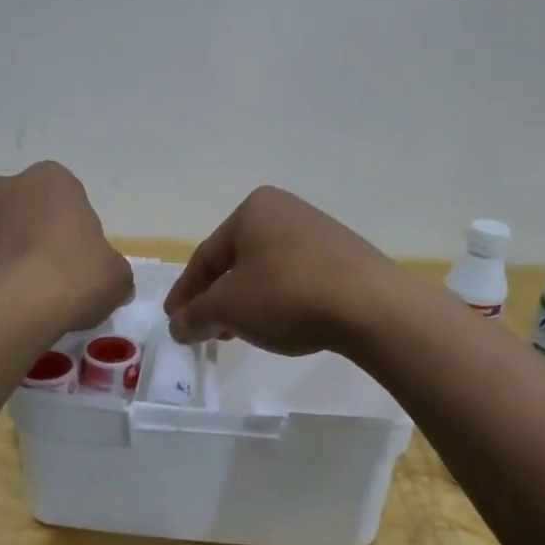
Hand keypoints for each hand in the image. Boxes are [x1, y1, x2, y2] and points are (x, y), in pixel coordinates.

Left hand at [0, 162, 131, 331]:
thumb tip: (109, 280)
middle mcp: (2, 187)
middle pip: (23, 210)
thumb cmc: (72, 278)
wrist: (6, 309)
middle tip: (48, 277)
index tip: (78, 261)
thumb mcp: (116, 277)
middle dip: (32, 236)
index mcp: (51, 180)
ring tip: (18, 298)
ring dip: (2, 256)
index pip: (66, 197)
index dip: (73, 230)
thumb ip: (112, 270)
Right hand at [163, 187, 406, 355]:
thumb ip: (196, 315)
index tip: (174, 320)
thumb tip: (178, 326)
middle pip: (236, 261)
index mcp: (253, 210)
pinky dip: (277, 301)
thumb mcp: (230, 308)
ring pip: (266, 271)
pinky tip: (278, 325)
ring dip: (246, 303)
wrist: (371, 306)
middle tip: (205, 330)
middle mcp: (285, 210)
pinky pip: (295, 277)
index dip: (186, 292)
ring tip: (239, 334)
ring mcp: (318, 231)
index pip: (206, 256)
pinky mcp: (343, 256)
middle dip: (217, 299)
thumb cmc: (287, 295)